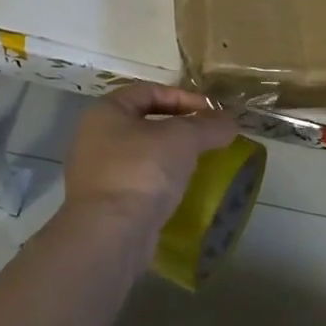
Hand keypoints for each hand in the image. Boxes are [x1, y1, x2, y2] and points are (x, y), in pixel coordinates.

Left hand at [63, 83, 238, 230]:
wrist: (110, 234)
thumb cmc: (142, 171)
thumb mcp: (183, 139)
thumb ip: (209, 125)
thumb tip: (230, 122)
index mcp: (106, 112)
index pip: (148, 91)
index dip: (183, 96)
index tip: (211, 112)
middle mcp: (95, 138)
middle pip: (144, 123)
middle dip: (179, 128)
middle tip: (208, 138)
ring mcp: (97, 173)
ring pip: (142, 154)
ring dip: (171, 156)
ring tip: (199, 164)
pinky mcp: (105, 204)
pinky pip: (138, 182)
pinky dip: (161, 182)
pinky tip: (181, 191)